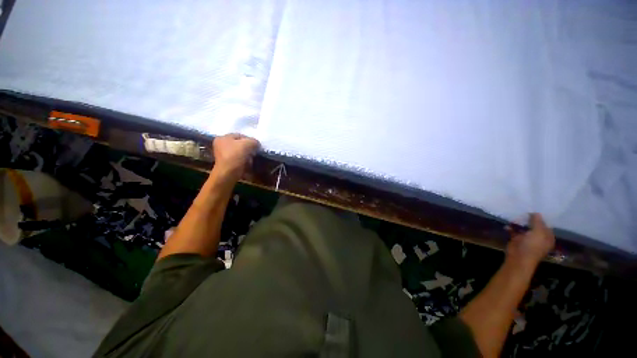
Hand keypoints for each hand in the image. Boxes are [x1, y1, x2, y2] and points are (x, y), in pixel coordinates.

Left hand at [212, 134, 259, 181]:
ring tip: (250, 162)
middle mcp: (220, 146)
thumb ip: (253, 141)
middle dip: (248, 150)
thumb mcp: (247, 144)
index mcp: (222, 138)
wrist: (227, 175)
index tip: (256, 146)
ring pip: (238, 155)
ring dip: (246, 158)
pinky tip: (247, 167)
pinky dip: (243, 165)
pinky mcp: (226, 167)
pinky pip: (237, 163)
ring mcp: (222, 157)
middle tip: (253, 154)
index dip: (249, 140)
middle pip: (238, 146)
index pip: (239, 136)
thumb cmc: (234, 157)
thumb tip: (256, 144)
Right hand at [506, 213, 554, 268]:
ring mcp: (528, 241)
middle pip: (536, 225)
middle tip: (529, 208)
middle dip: (532, 218)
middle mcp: (539, 240)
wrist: (518, 261)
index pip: (547, 225)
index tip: (539, 209)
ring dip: (522, 221)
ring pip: (526, 228)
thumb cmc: (533, 246)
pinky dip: (512, 227)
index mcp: (548, 238)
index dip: (543, 217)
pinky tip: (510, 223)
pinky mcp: (517, 242)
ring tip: (519, 213)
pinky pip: (515, 232)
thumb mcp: (539, 229)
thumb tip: (535, 213)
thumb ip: (538, 219)